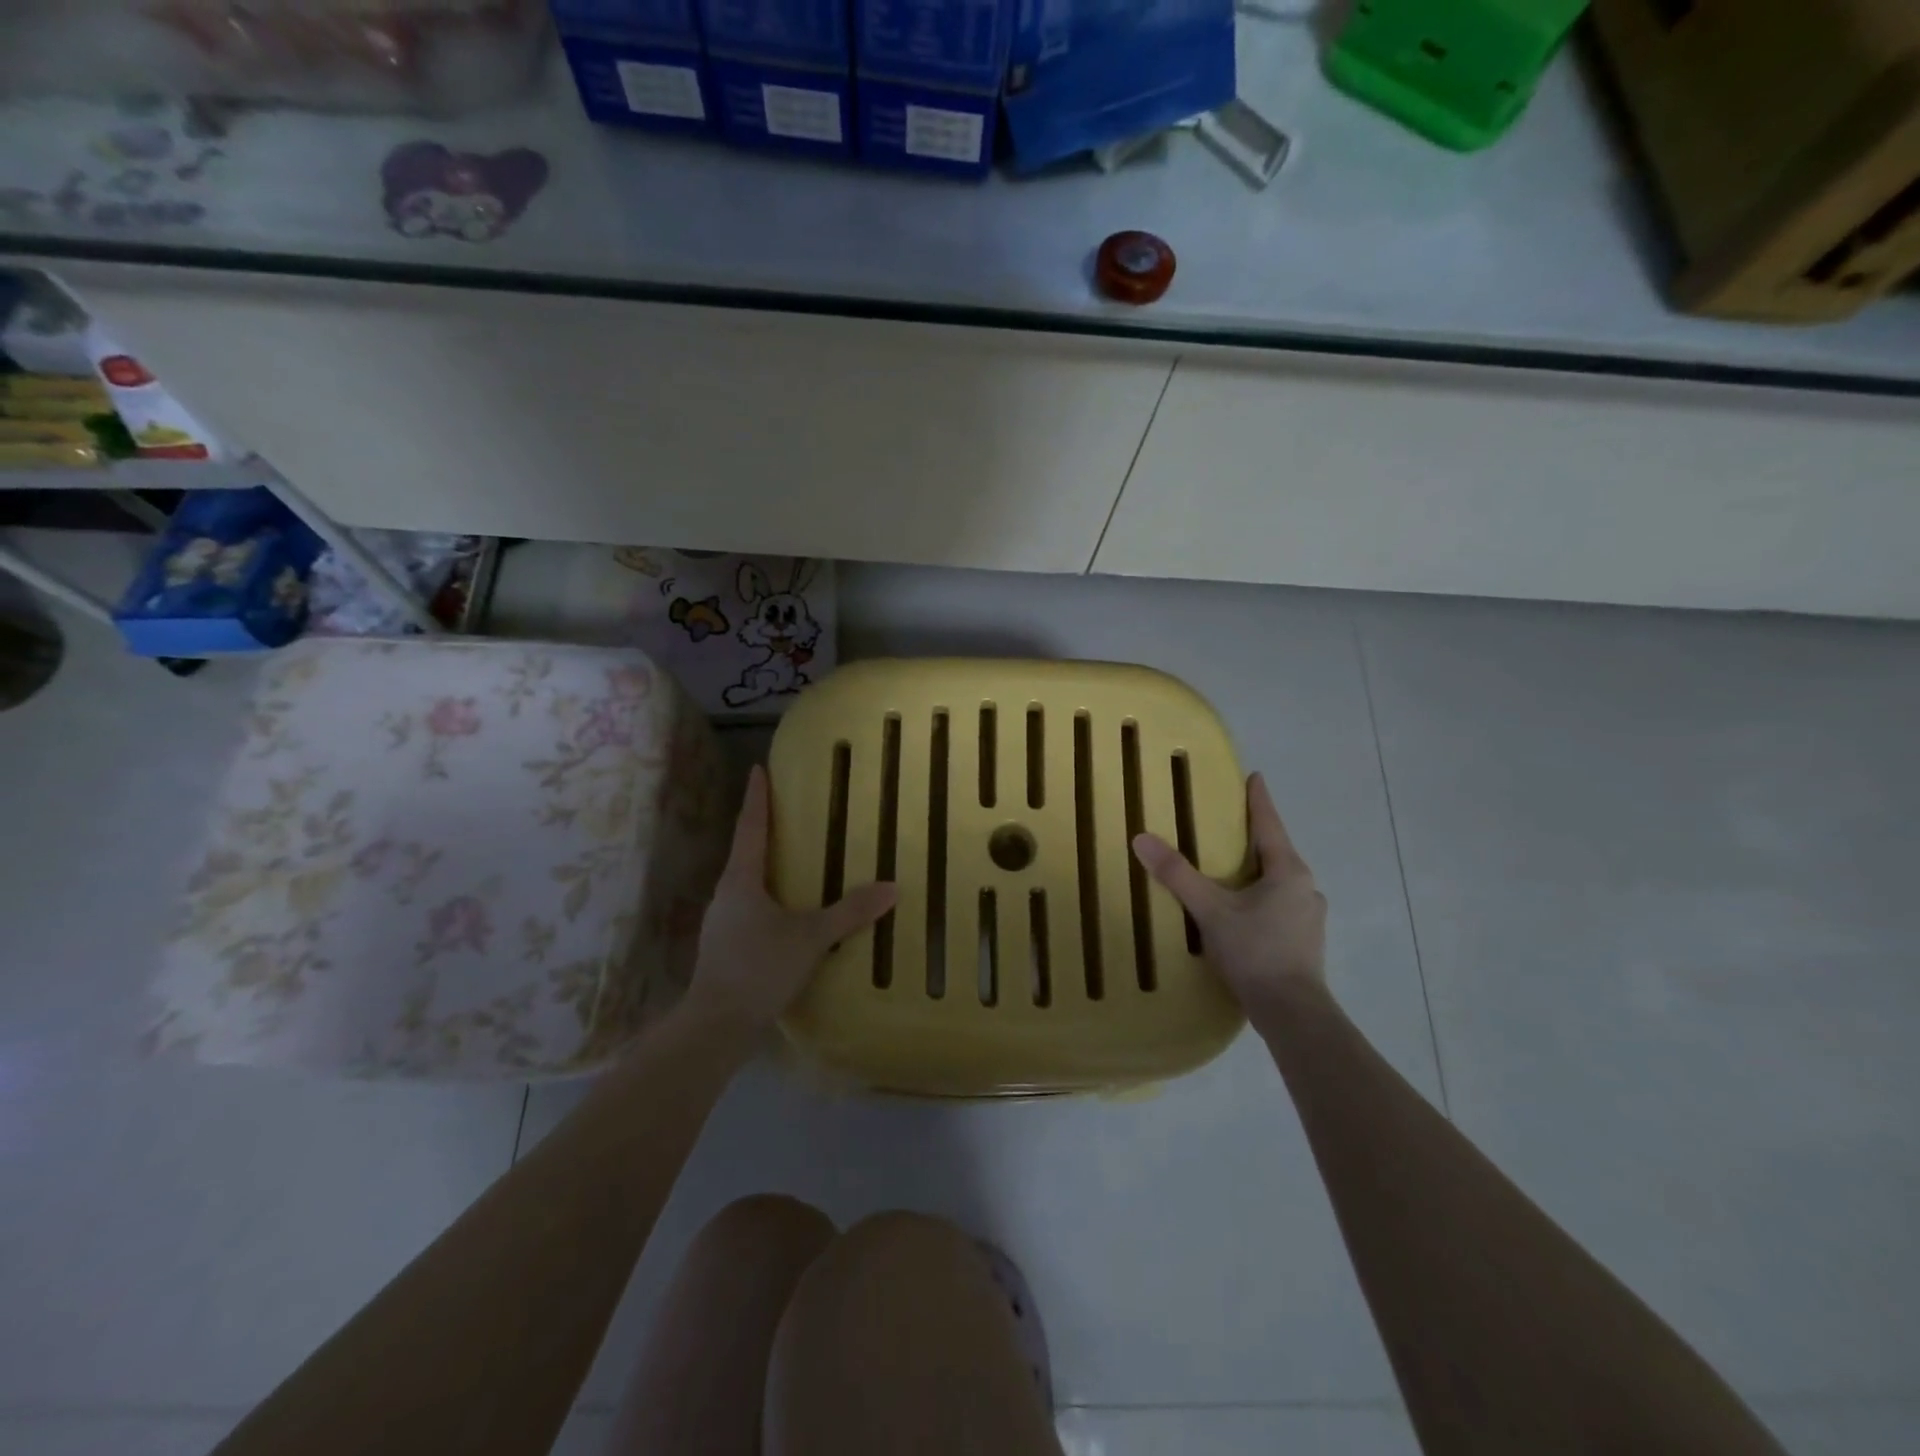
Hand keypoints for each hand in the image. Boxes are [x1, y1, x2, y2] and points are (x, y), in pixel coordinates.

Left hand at [681, 765, 896, 1031]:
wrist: (716, 1025)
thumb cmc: (759, 968)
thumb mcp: (811, 938)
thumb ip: (849, 912)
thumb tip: (891, 888)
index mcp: (741, 880)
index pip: (750, 827)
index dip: (756, 797)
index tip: (758, 769)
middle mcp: (727, 894)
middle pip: (745, 852)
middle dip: (763, 830)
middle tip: (787, 812)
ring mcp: (722, 922)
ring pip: (746, 882)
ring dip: (766, 866)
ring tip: (792, 860)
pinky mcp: (725, 946)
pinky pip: (749, 907)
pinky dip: (768, 897)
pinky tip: (786, 912)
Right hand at [1131, 772, 1325, 1013]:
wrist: (1292, 1013)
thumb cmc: (1255, 951)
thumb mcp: (1210, 910)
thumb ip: (1177, 875)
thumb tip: (1142, 838)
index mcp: (1288, 871)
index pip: (1270, 824)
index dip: (1259, 800)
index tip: (1254, 777)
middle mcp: (1305, 888)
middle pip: (1276, 852)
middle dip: (1253, 838)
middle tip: (1227, 826)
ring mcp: (1309, 916)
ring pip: (1279, 881)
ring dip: (1257, 871)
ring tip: (1230, 870)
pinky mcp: (1304, 941)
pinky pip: (1279, 904)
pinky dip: (1260, 897)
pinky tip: (1242, 911)